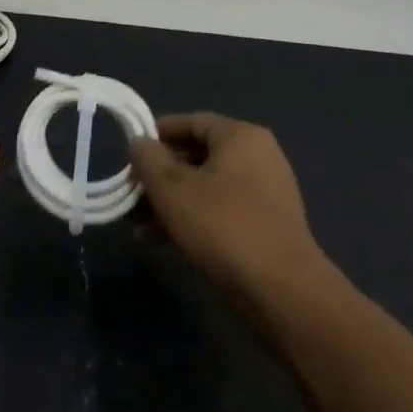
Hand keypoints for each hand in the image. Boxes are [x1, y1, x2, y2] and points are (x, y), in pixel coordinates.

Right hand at [128, 113, 322, 302]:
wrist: (282, 290)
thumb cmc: (223, 226)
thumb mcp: (172, 189)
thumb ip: (148, 159)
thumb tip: (139, 142)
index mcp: (240, 136)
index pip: (191, 121)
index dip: (156, 135)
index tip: (129, 155)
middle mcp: (258, 156)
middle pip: (197, 155)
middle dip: (159, 176)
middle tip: (130, 194)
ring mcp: (265, 192)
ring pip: (206, 187)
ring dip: (171, 202)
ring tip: (138, 226)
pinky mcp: (266, 225)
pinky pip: (220, 210)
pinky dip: (192, 218)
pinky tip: (162, 241)